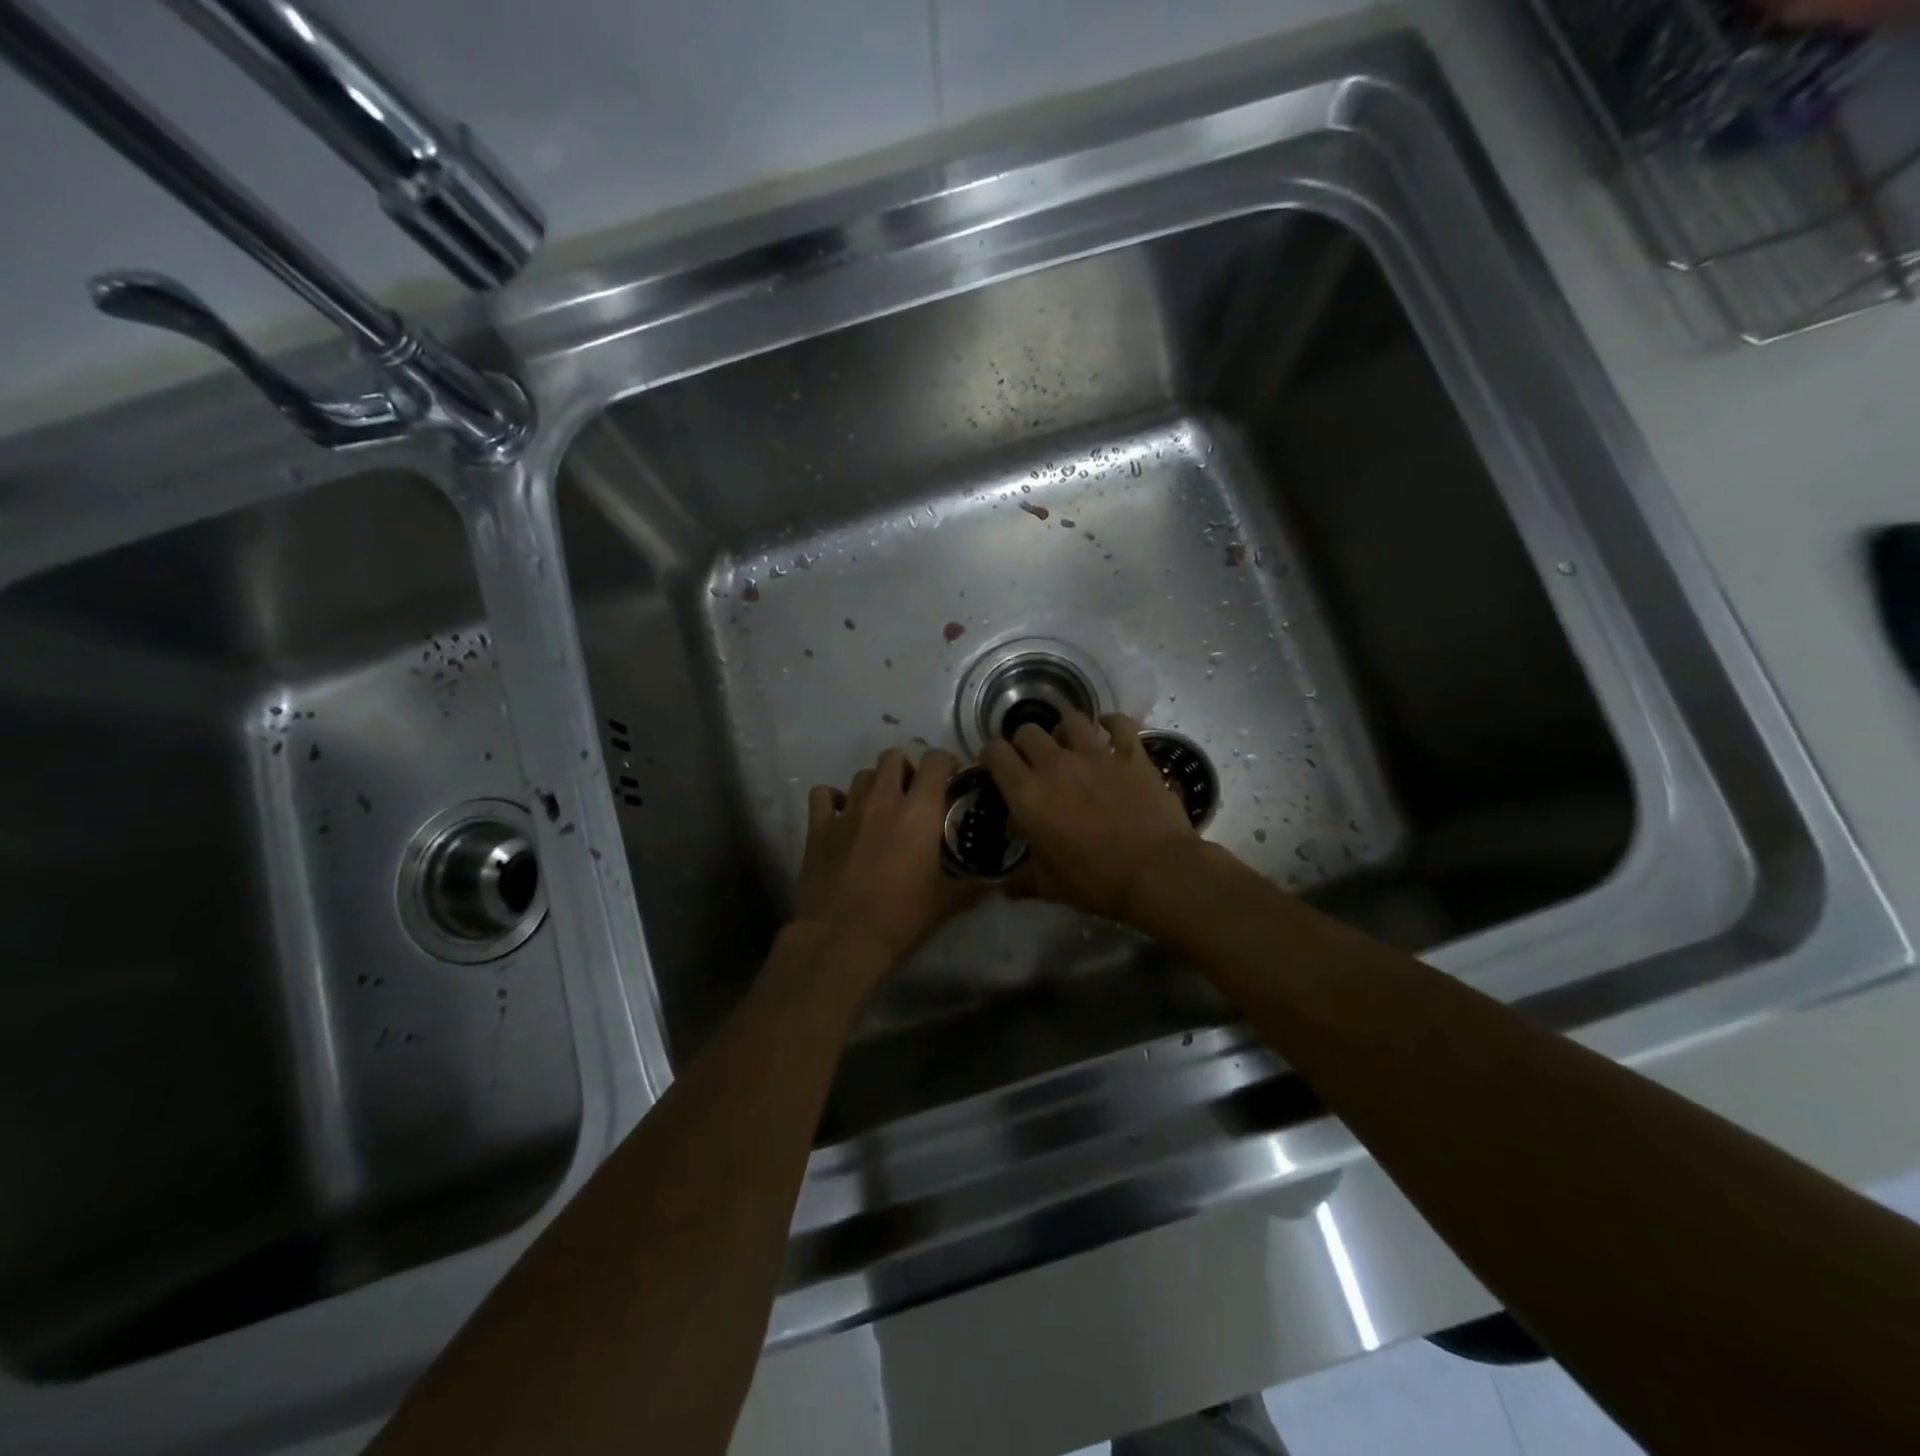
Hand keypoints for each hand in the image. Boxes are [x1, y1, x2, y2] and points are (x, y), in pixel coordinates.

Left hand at [794, 747, 976, 969]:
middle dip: (906, 768)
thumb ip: (972, 885)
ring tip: (881, 807)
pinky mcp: (818, 827)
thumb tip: (994, 881)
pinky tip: (842, 815)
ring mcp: (847, 811)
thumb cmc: (900, 917)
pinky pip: (824, 795)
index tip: (952, 779)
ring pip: (862, 775)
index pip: (935, 761)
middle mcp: (882, 800)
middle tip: (914, 793)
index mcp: (919, 811)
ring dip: (875, 784)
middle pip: (893, 757)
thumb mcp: (946, 903)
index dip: (946, 763)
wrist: (841, 938)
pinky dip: (834, 799)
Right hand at [980, 711, 1199, 924]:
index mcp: (1027, 794)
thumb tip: (1005, 886)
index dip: (991, 755)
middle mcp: (1055, 764)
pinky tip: (1109, 729)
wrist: (1156, 873)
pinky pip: (1119, 723)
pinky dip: (1112, 722)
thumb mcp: (1049, 886)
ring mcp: (1095, 754)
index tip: (996, 766)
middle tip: (1033, 761)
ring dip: (1064, 729)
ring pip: (1070, 719)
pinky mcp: (1131, 753)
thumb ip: (1022, 879)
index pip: (995, 753)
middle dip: (1024, 743)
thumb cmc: (1095, 882)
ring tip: (1069, 744)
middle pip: (1028, 731)